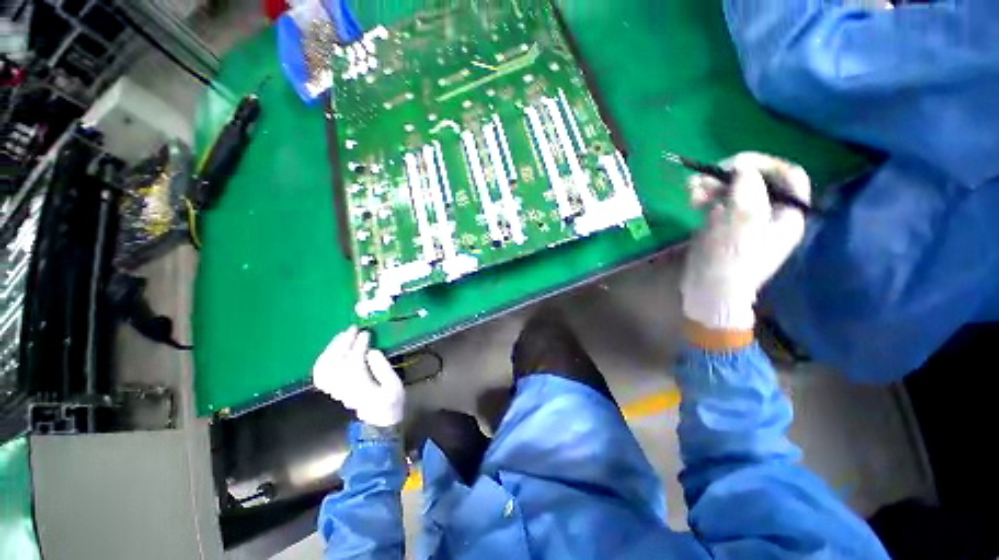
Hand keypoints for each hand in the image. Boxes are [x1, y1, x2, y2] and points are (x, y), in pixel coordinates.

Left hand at [313, 326, 404, 426]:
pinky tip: (331, 350)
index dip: (359, 346)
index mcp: (362, 388)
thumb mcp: (395, 385)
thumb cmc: (390, 400)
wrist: (379, 419)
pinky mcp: (333, 389)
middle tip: (353, 329)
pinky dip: (323, 359)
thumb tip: (372, 351)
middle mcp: (344, 389)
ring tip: (342, 335)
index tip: (366, 333)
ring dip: (332, 349)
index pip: (355, 364)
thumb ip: (384, 369)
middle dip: (344, 343)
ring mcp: (336, 390)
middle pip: (337, 363)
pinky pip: (320, 374)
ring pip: (325, 368)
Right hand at [681, 152, 810, 330]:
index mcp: (787, 213)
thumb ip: (747, 187)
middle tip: (703, 180)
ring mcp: (745, 220)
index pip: (787, 174)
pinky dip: (705, 198)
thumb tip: (742, 168)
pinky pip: (718, 203)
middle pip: (757, 180)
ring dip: (712, 186)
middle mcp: (770, 214)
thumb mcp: (743, 219)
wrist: (710, 290)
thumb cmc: (730, 258)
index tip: (734, 165)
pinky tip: (692, 202)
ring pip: (733, 190)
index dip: (764, 164)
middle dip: (729, 176)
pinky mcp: (723, 226)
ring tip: (691, 191)